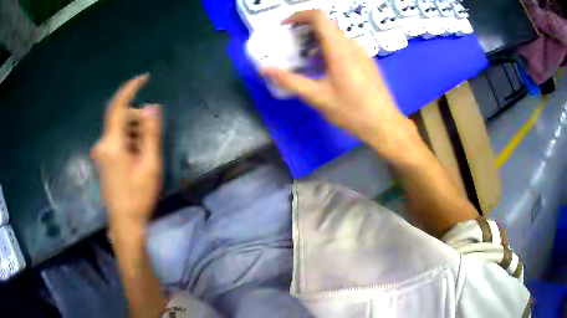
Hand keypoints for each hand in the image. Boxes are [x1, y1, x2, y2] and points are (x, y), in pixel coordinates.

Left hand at [91, 74, 161, 226]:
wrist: (124, 222)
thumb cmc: (138, 196)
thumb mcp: (150, 164)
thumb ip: (150, 133)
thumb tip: (152, 107)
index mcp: (112, 144)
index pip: (118, 106)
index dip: (131, 89)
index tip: (145, 78)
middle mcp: (102, 144)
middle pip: (121, 118)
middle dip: (138, 120)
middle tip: (153, 138)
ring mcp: (101, 153)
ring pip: (119, 130)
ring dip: (134, 133)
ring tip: (146, 153)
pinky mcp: (103, 159)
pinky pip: (116, 140)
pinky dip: (128, 141)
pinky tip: (137, 157)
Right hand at [263, 10, 417, 157]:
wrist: (384, 124)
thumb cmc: (351, 111)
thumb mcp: (317, 97)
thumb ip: (290, 81)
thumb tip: (265, 69)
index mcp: (339, 49)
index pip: (319, 17)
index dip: (299, 15)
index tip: (285, 26)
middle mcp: (351, 45)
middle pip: (326, 25)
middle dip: (304, 29)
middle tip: (290, 45)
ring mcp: (362, 52)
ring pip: (336, 36)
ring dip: (316, 40)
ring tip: (304, 58)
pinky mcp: (366, 61)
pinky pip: (345, 46)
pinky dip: (329, 48)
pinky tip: (324, 68)